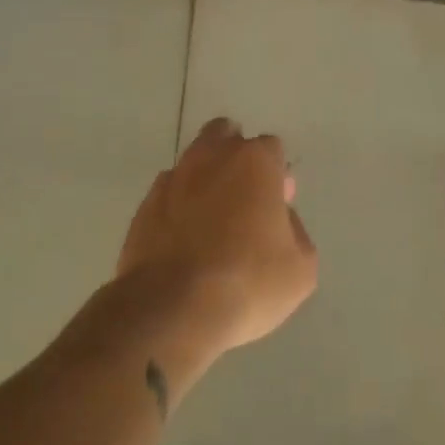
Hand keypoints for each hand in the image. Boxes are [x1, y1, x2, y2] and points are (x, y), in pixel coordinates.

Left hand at [108, 117, 316, 375]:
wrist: (172, 309)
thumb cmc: (248, 282)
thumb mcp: (301, 267)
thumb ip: (296, 231)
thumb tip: (279, 220)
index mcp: (255, 162)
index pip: (271, 147)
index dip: (277, 174)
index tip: (278, 204)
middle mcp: (211, 158)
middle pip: (225, 135)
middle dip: (235, 155)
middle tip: (244, 198)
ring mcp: (172, 179)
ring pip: (192, 162)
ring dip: (205, 179)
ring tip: (212, 222)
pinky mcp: (144, 206)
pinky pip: (168, 194)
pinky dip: (178, 207)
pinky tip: (184, 239)